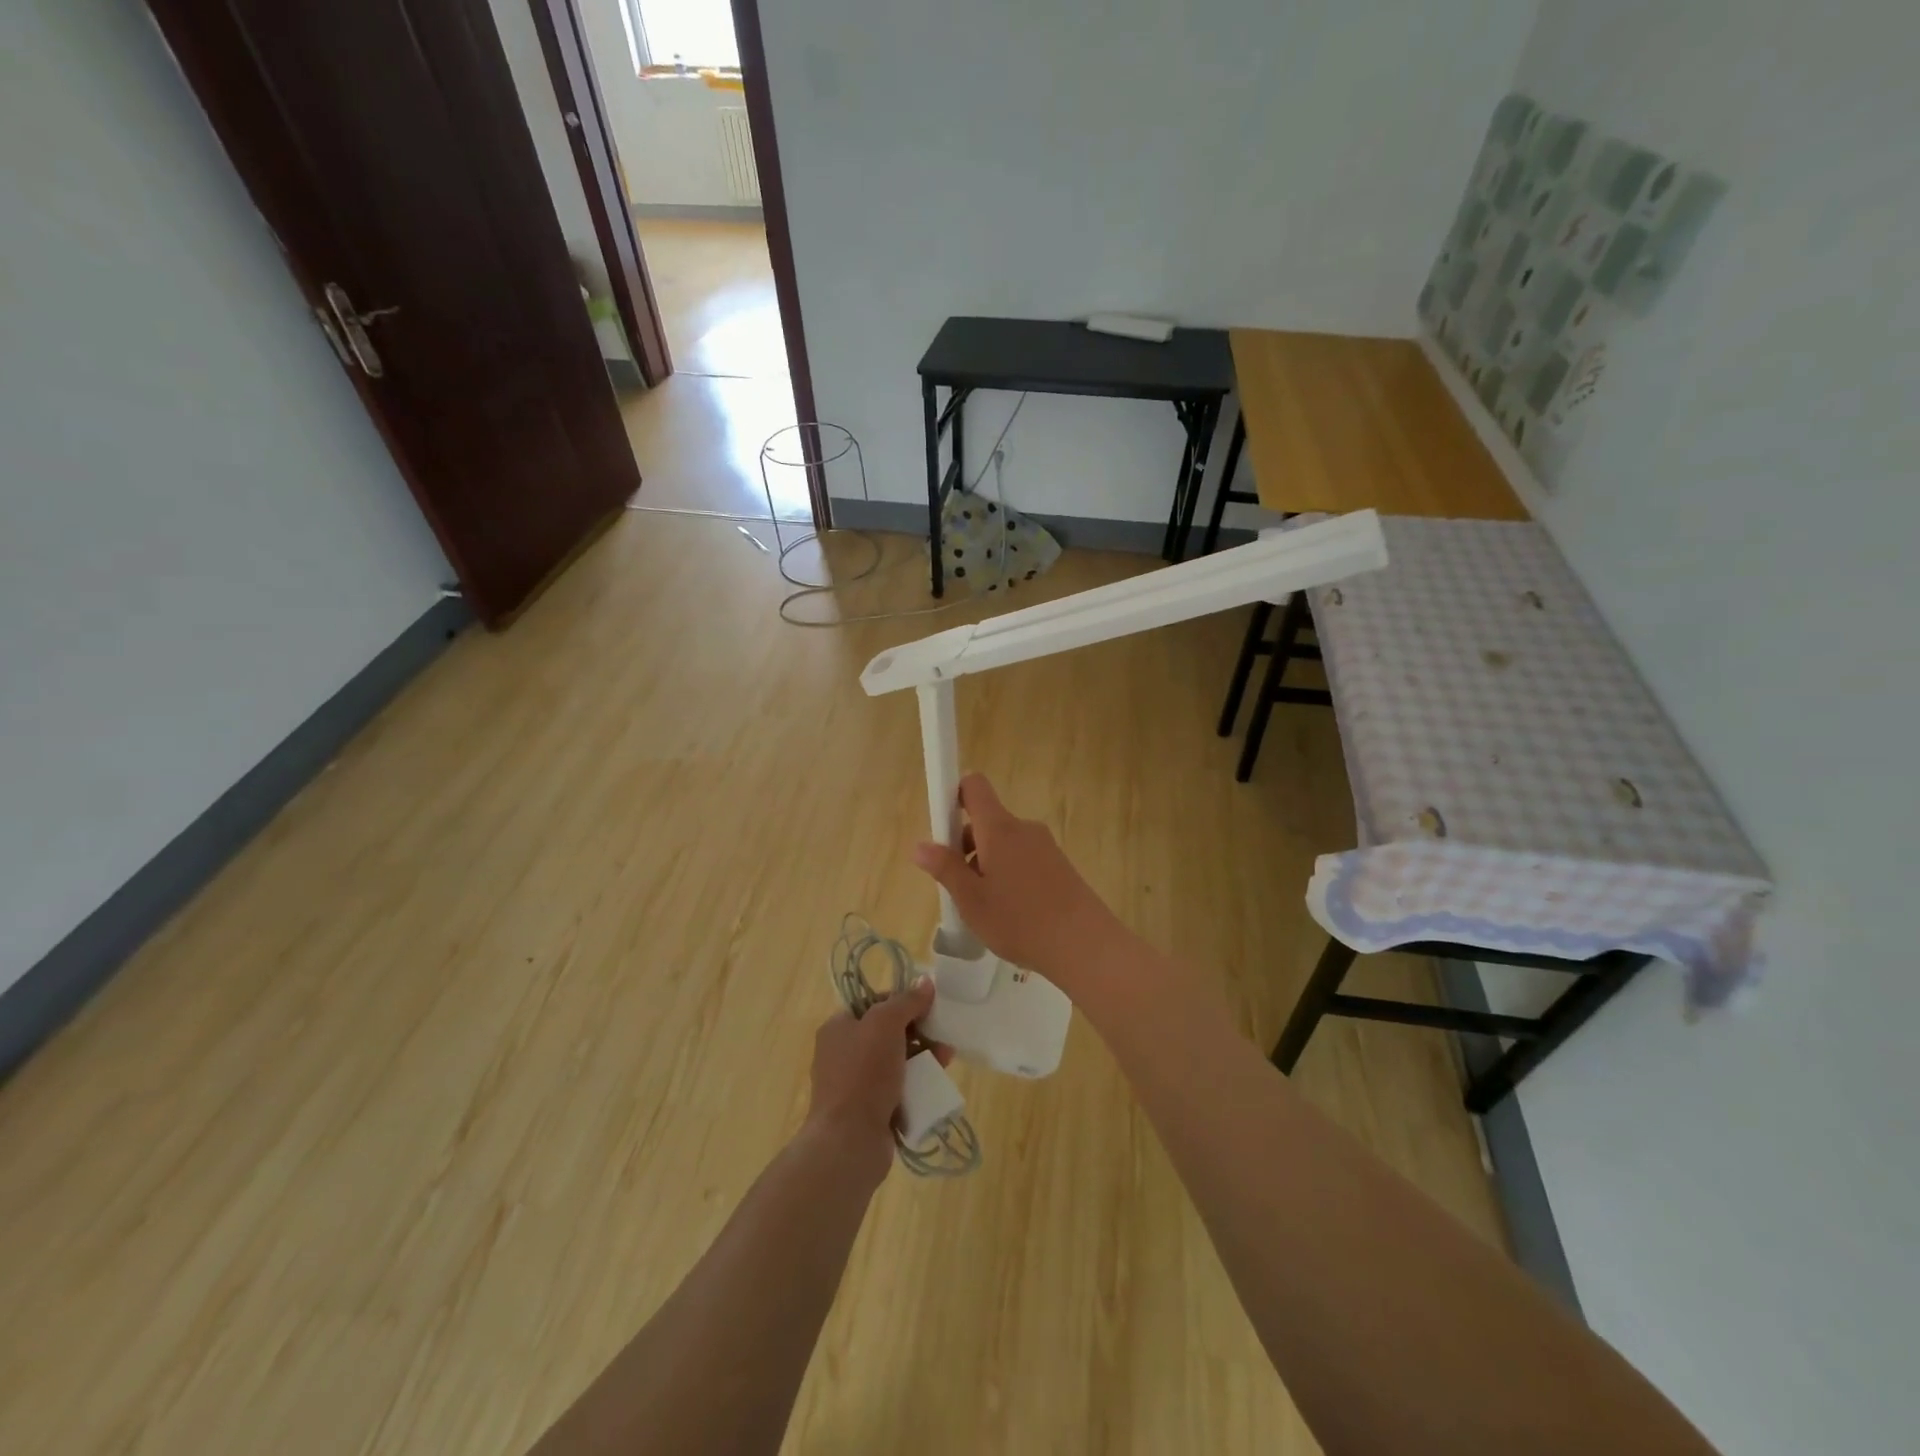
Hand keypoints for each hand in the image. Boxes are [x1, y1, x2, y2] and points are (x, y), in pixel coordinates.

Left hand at [804, 978, 941, 1183]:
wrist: (849, 1141)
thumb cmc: (863, 1073)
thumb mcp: (885, 1024)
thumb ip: (906, 1001)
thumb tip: (925, 981)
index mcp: (838, 1027)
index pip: (874, 1003)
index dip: (902, 1001)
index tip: (928, 1006)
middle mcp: (842, 1053)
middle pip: (887, 1032)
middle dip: (918, 1032)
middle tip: (942, 1035)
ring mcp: (855, 1084)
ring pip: (896, 1061)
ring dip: (922, 1057)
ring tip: (946, 1060)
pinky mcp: (869, 1111)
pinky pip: (897, 1089)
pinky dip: (916, 1084)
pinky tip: (935, 1084)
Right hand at [911, 773, 1124, 988]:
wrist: (1084, 944)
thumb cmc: (1019, 920)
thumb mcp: (971, 900)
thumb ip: (945, 869)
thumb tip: (920, 845)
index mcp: (999, 828)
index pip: (974, 786)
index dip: (955, 795)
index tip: (943, 826)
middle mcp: (1023, 828)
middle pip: (986, 821)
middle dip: (966, 846)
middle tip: (960, 887)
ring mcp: (1045, 846)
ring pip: (1005, 843)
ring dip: (988, 864)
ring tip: (986, 908)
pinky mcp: (1060, 865)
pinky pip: (1024, 858)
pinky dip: (1010, 875)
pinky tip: (1013, 912)